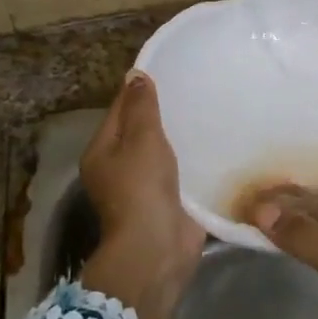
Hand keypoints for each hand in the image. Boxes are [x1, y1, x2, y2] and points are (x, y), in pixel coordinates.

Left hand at [79, 72, 203, 318]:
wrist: (157, 247)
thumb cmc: (141, 187)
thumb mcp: (140, 138)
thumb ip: (141, 106)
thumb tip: (135, 74)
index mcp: (101, 151)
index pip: (120, 110)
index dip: (140, 90)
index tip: (169, 71)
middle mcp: (118, 168)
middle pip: (141, 131)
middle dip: (165, 113)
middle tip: (196, 88)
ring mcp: (144, 188)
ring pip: (163, 152)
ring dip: (181, 138)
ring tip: (209, 111)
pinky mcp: (169, 202)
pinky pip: (182, 173)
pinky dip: (194, 160)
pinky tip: (216, 144)